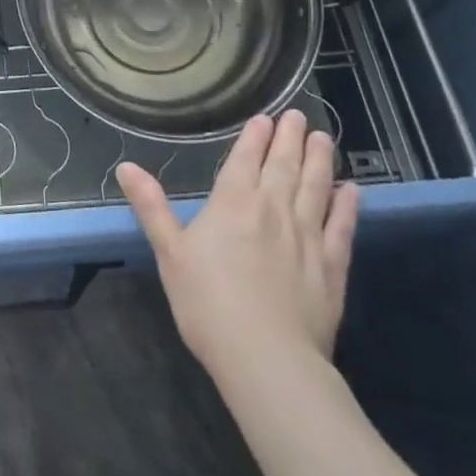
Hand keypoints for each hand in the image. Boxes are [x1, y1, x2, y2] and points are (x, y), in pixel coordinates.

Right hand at [118, 110, 359, 379]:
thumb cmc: (209, 304)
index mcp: (233, 202)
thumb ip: (151, 206)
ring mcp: (307, 236)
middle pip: (283, 165)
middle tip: (297, 115)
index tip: (266, 117)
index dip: (255, 136)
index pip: (246, 158)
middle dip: (289, 137)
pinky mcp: (332, 267)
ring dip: (319, 159)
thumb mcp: (169, 253)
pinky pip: (342, 227)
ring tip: (322, 137)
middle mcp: (273, 209)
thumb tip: (125, 166)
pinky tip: (351, 190)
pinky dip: (347, 205)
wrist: (267, 360)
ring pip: (315, 187)